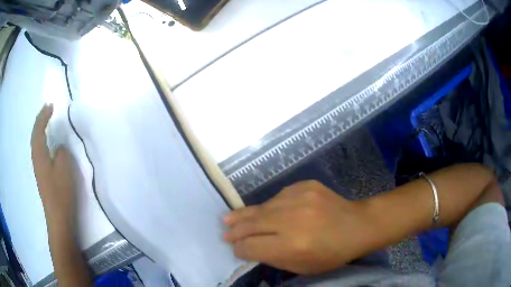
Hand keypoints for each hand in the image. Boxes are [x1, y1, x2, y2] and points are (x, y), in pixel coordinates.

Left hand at [31, 104, 75, 227]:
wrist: (59, 218)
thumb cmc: (61, 193)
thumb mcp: (64, 168)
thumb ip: (62, 152)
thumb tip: (59, 147)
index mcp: (39, 155)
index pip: (38, 130)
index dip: (43, 116)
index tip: (51, 105)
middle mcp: (36, 159)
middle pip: (35, 135)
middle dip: (40, 120)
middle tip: (47, 109)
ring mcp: (39, 169)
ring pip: (37, 144)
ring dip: (41, 130)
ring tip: (47, 122)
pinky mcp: (43, 176)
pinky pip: (40, 152)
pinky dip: (43, 141)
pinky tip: (49, 143)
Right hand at [223, 180, 376, 274]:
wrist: (357, 225)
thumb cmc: (331, 254)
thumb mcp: (302, 267)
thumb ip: (273, 258)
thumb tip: (250, 248)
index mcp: (291, 245)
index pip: (252, 246)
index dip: (240, 249)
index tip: (236, 249)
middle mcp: (292, 220)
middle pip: (252, 224)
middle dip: (235, 231)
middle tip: (224, 233)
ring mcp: (299, 198)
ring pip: (261, 208)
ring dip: (244, 215)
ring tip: (228, 218)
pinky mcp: (305, 185)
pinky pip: (277, 197)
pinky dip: (269, 207)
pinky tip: (264, 212)